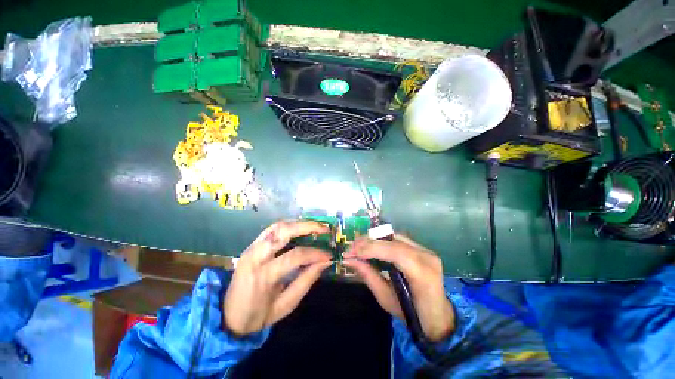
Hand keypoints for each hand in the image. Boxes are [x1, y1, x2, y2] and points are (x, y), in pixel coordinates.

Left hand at [223, 220, 331, 334]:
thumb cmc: (258, 315)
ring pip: (277, 226)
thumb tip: (325, 262)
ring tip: (315, 227)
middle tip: (324, 229)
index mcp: (263, 276)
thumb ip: (306, 280)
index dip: (315, 253)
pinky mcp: (251, 245)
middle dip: (307, 226)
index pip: (294, 256)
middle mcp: (255, 256)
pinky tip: (301, 229)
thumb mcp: (286, 304)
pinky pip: (273, 229)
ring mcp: (251, 247)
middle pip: (283, 231)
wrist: (227, 315)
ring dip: (299, 223)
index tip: (328, 255)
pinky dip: (290, 226)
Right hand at [343, 235, 454, 341]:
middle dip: (369, 242)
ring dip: (374, 239)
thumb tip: (349, 260)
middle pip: (394, 241)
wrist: (437, 316)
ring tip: (358, 245)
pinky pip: (398, 239)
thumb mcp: (386, 298)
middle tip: (351, 247)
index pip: (395, 253)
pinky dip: (382, 241)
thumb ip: (368, 275)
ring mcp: (426, 250)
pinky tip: (371, 245)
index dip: (372, 248)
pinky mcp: (422, 248)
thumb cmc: (412, 315)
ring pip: (395, 237)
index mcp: (423, 275)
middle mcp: (426, 257)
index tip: (352, 251)